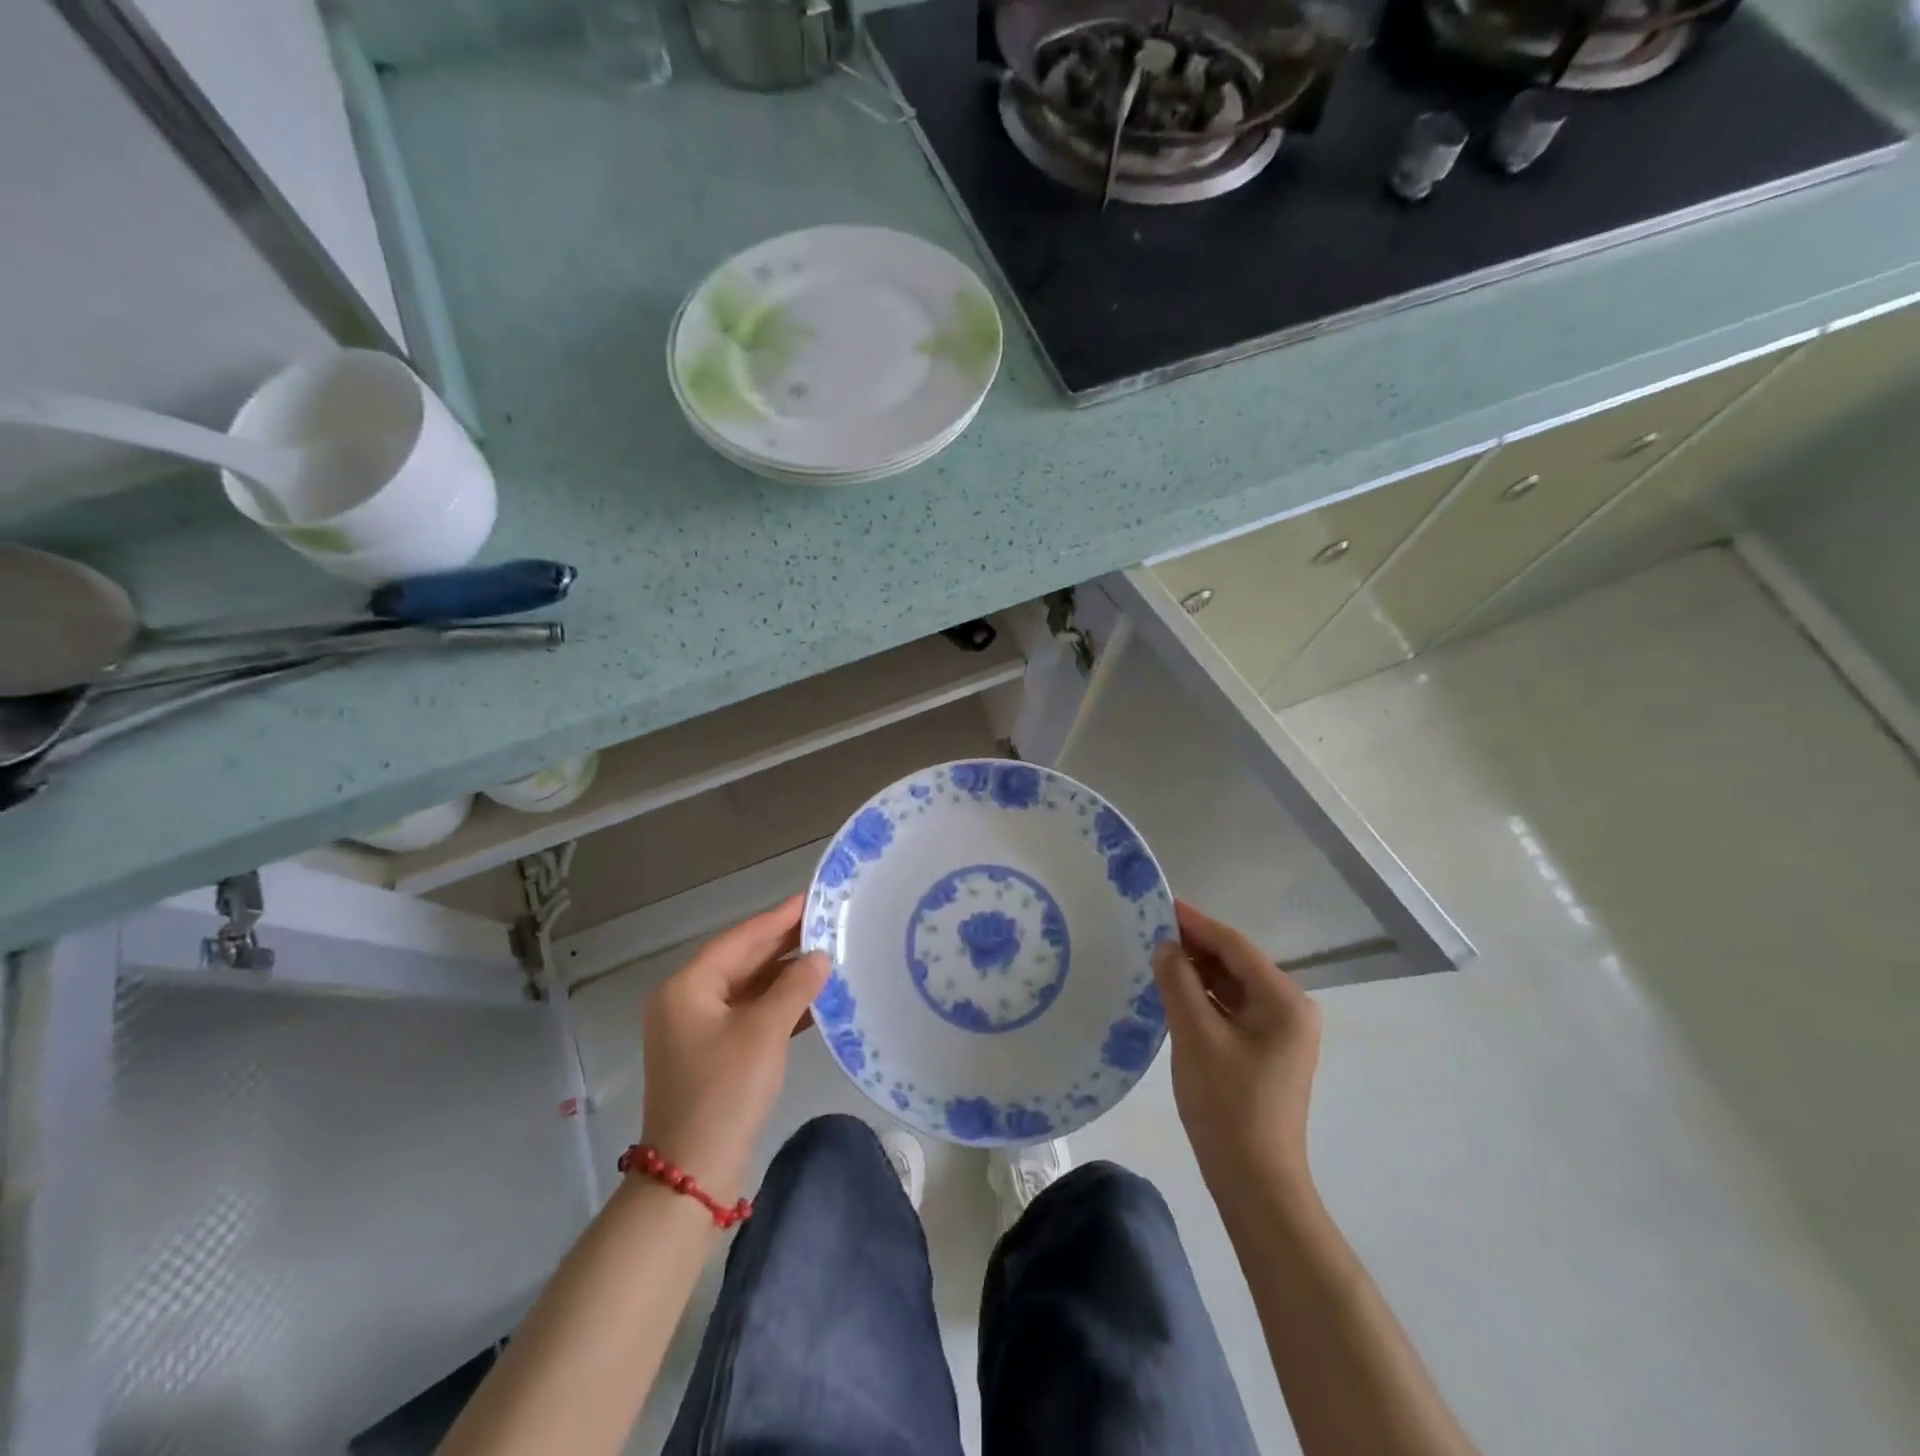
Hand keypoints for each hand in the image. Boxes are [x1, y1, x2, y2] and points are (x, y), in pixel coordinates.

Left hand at [640, 895, 828, 1203]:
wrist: (693, 1175)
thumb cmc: (725, 1092)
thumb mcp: (764, 1032)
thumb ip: (795, 987)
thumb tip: (821, 957)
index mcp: (687, 987)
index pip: (741, 939)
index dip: (779, 918)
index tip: (813, 898)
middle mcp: (686, 1001)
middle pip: (742, 960)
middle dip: (784, 944)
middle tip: (827, 922)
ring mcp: (697, 1029)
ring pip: (748, 988)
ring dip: (785, 975)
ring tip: (828, 955)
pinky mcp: (712, 1054)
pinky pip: (749, 1015)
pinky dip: (779, 1005)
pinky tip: (814, 1000)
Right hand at [1151, 899, 1321, 1206]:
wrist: (1255, 1181)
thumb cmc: (1227, 1104)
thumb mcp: (1195, 1036)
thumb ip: (1178, 982)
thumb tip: (1165, 946)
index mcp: (1284, 1000)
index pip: (1235, 946)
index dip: (1197, 923)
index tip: (1162, 904)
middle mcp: (1290, 1009)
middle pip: (1237, 964)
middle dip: (1195, 946)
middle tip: (1151, 929)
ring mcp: (1280, 1032)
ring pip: (1233, 987)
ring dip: (1198, 972)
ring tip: (1157, 955)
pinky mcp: (1266, 1052)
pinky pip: (1233, 1010)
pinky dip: (1205, 998)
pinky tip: (1175, 991)